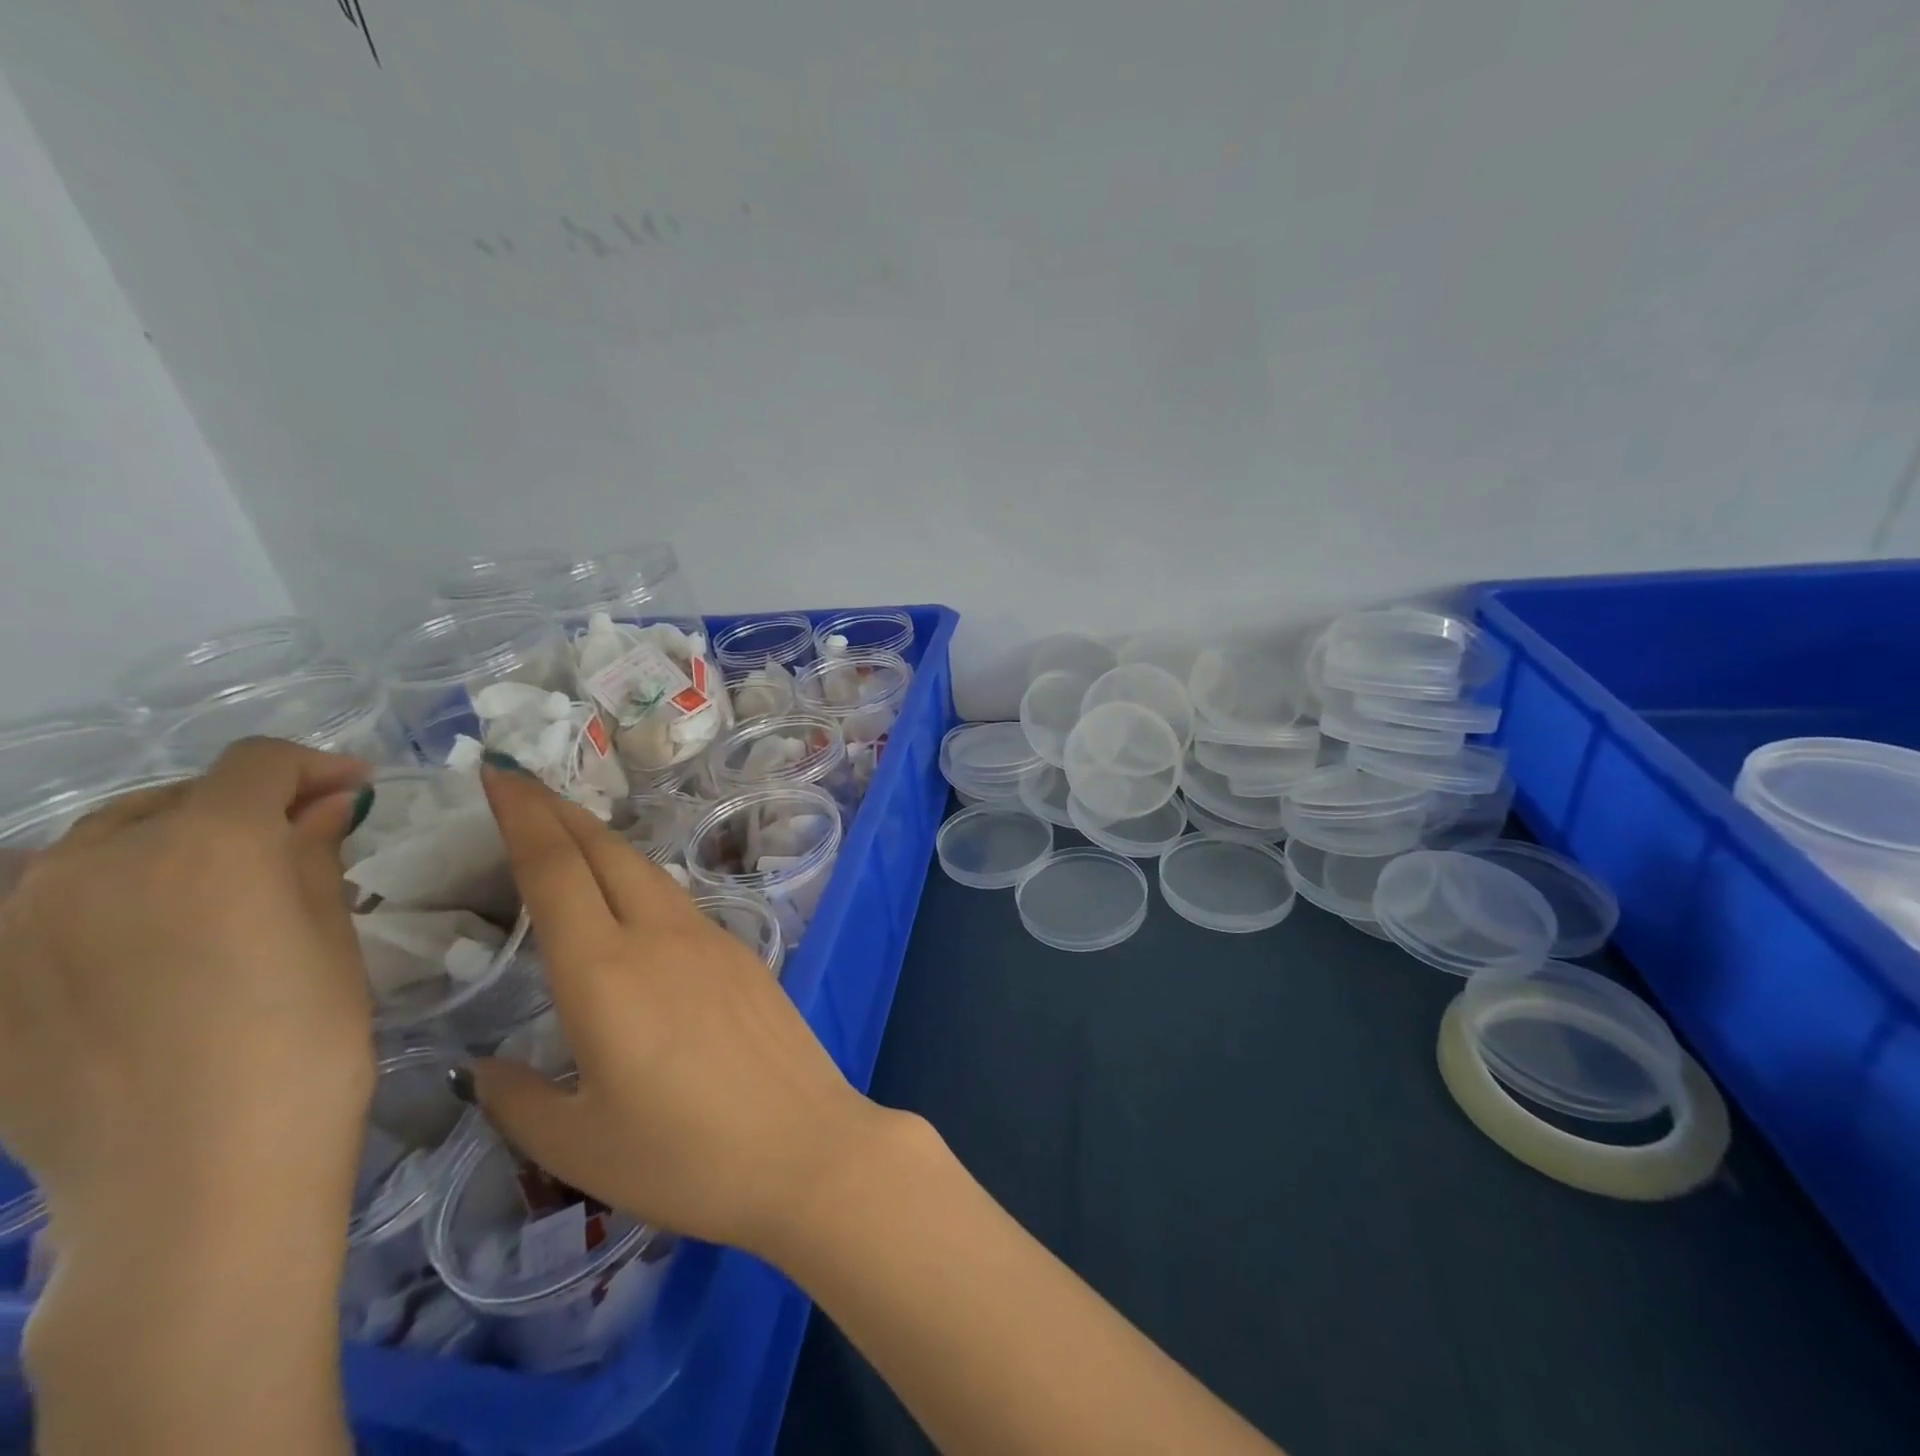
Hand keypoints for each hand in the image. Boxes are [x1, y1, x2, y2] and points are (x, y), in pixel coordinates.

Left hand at [0, 738, 377, 1255]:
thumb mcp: (332, 939)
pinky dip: (115, 900)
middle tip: (296, 845)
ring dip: (171, 846)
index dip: (315, 767)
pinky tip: (155, 950)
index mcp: (206, 844)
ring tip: (220, 894)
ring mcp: (21, 923)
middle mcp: (95, 862)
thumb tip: (322, 805)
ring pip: (101, 845)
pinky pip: (55, 906)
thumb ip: (314, 856)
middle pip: (173, 796)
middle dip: (242, 806)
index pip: (258, 763)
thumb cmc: (304, 1045)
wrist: (193, 1182)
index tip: (355, 793)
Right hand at [469, 762, 887, 1258]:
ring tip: (567, 837)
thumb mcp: (579, 1146)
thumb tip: (485, 1070)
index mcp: (605, 971)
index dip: (522, 815)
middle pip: (605, 852)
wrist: (806, 1147)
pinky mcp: (743, 955)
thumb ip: (521, 1101)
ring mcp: (710, 939)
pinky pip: (678, 903)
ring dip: (601, 844)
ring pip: (645, 872)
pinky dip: (639, 883)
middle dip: (558, 812)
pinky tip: (630, 906)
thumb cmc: (686, 1156)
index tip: (497, 774)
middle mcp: (659, 937)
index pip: (555, 869)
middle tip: (519, 787)